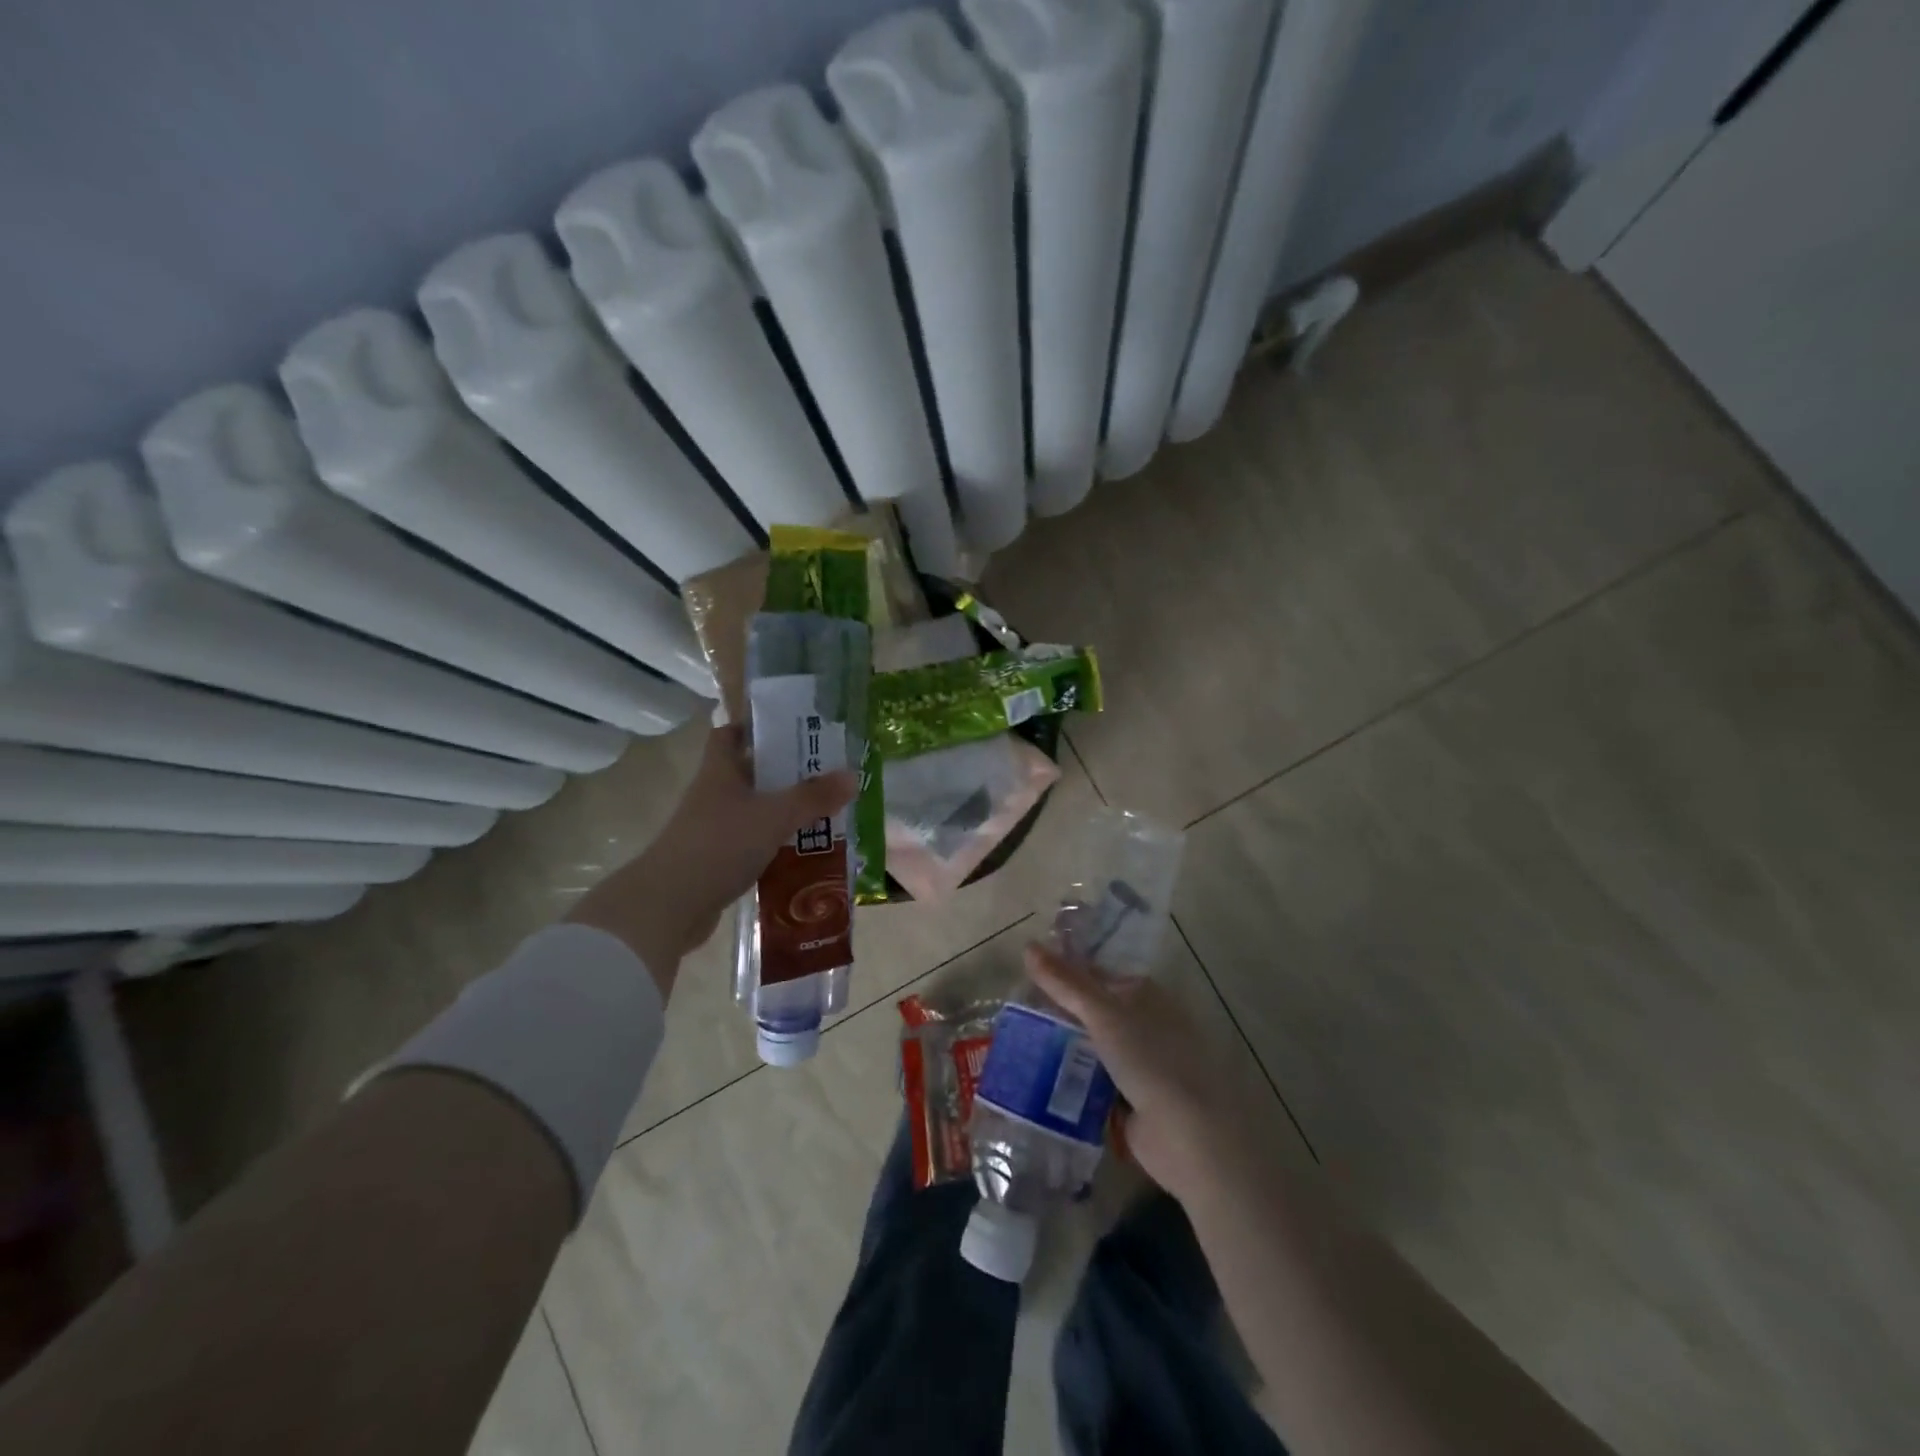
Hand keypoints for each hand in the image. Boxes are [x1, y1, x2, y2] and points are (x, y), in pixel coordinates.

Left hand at [569, 727, 858, 988]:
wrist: (670, 905)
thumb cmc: (720, 844)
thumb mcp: (774, 815)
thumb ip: (813, 796)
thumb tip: (853, 775)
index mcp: (720, 770)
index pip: (730, 734)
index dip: (756, 726)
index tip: (791, 728)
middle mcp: (714, 795)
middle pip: (750, 773)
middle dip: (785, 772)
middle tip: (826, 772)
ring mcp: (713, 830)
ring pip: (755, 811)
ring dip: (784, 812)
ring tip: (826, 812)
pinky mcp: (717, 861)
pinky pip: (753, 845)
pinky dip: (777, 845)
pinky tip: (805, 852)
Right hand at [1024, 942, 1244, 1203]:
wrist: (1188, 1135)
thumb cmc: (1150, 1060)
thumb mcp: (1102, 1013)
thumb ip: (1064, 982)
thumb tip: (1028, 945)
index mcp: (1145, 994)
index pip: (1096, 975)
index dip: (1063, 975)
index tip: (1025, 981)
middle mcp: (1146, 1023)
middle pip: (1093, 1012)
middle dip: (1060, 1015)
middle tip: (1016, 1016)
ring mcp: (1142, 1063)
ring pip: (1092, 1047)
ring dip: (1064, 1050)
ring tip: (1020, 1047)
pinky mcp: (1133, 1099)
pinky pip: (1095, 1082)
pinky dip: (1074, 1081)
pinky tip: (1041, 1082)